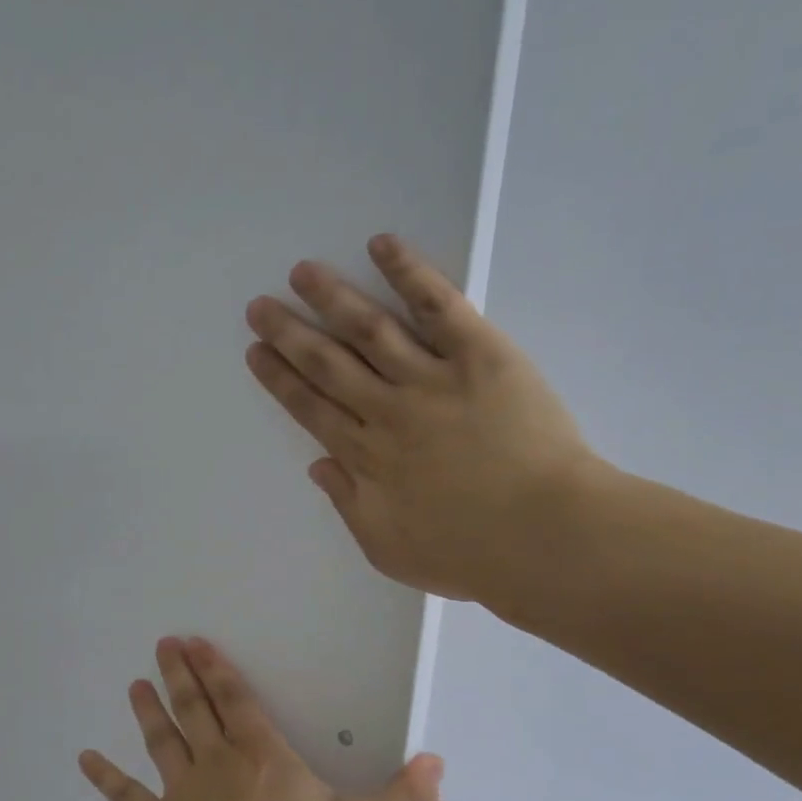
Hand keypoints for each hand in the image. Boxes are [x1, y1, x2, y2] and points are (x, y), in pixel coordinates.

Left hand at [79, 637, 441, 800]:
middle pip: (195, 709)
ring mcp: (182, 794)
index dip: (218, 670)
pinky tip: (83, 758)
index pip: (237, 701)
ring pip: (162, 741)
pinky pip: (128, 797)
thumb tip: (437, 761)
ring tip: (136, 683)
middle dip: (180, 674)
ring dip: (149, 710)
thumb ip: (403, 799)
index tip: (197, 643)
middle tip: (163, 643)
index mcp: (263, 757)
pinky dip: (105, 778)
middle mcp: (217, 764)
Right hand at [244, 233, 608, 607]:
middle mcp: (387, 410)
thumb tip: (319, 465)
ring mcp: (432, 378)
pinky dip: (409, 274)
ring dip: (333, 297)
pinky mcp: (480, 356)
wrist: (544, 537)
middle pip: (328, 364)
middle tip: (261, 305)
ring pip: (370, 329)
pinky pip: (439, 307)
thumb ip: (349, 505)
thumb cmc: (467, 554)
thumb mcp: (388, 549)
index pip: (311, 408)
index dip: (280, 379)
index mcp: (366, 458)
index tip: (256, 351)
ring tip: (303, 272)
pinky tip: (381, 246)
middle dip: (290, 334)